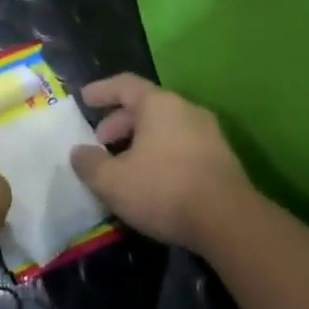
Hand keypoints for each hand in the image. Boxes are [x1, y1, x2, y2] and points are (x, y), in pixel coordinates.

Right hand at [69, 74, 254, 250]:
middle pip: (146, 107)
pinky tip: (150, 179)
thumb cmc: (163, 189)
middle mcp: (187, 111)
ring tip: (122, 164)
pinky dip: (160, 154)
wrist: (229, 223)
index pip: (125, 85)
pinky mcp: (222, 160)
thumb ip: (89, 163)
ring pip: (165, 128)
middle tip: (100, 141)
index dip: (101, 90)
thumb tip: (79, 152)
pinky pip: (181, 146)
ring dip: (140, 140)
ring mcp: (209, 135)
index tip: (83, 99)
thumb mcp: (111, 180)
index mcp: (159, 105)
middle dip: (119, 122)